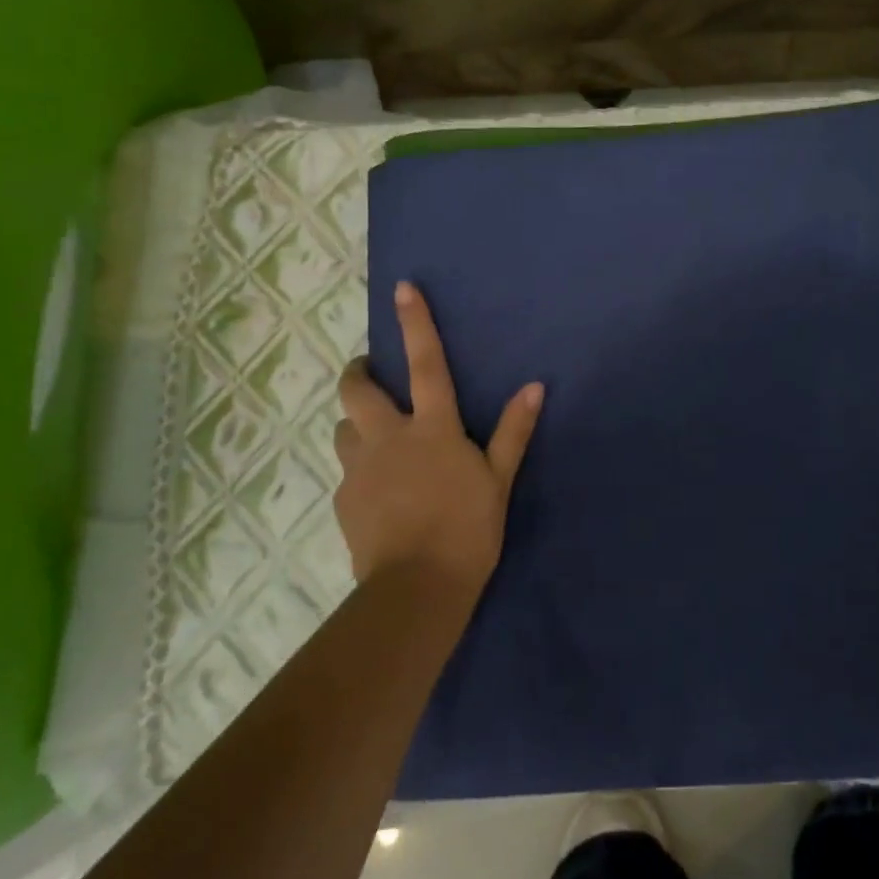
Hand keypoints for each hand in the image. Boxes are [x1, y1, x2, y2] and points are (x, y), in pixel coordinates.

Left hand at [334, 281, 543, 597]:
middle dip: (359, 372)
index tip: (402, 288)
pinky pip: (346, 471)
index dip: (415, 323)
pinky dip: (360, 467)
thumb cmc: (468, 530)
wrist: (417, 589)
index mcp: (432, 429)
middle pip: (358, 390)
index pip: (427, 364)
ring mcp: (359, 469)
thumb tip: (535, 386)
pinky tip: (379, 491)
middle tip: (369, 372)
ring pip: (344, 428)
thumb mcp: (498, 480)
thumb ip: (513, 431)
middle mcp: (388, 438)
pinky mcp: (344, 500)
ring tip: (376, 438)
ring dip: (357, 423)